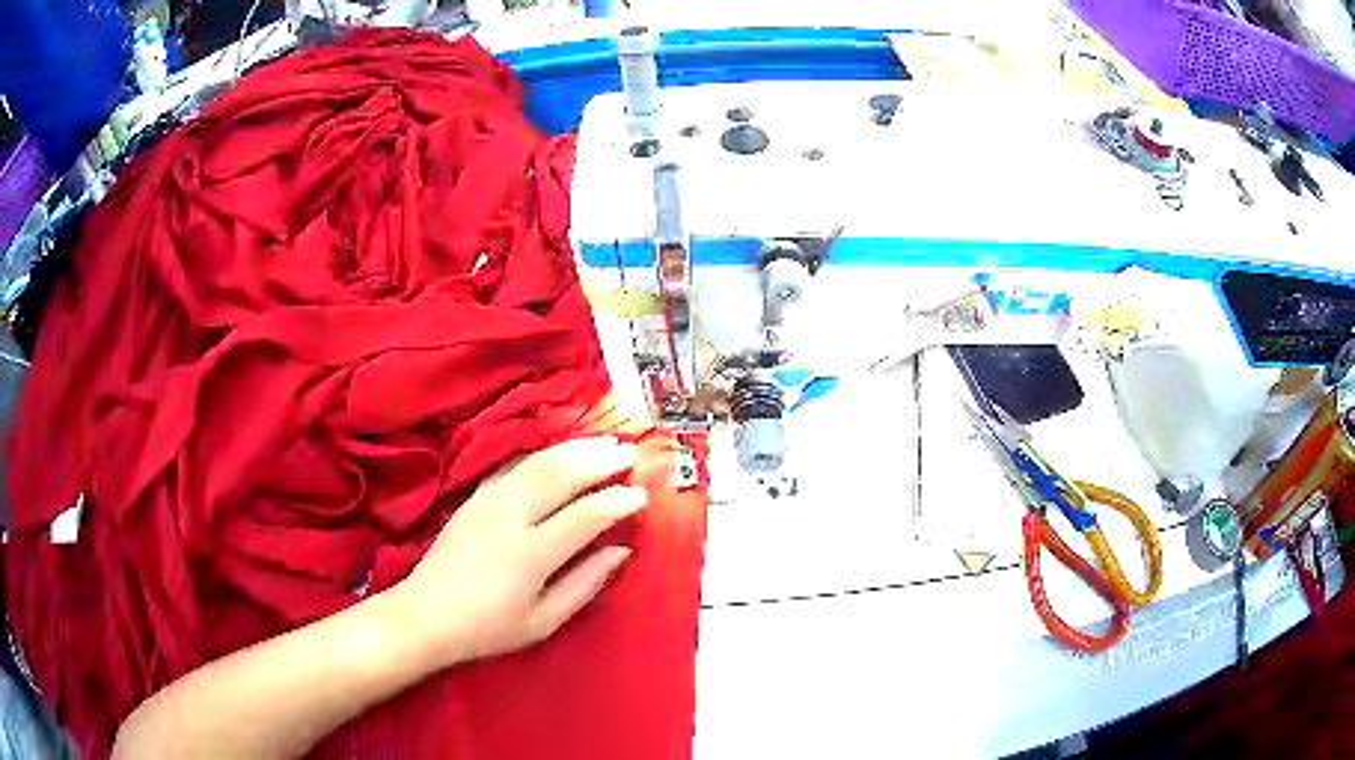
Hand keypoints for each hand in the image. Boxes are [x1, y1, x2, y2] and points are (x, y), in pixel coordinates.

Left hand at [391, 437, 645, 668]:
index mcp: (531, 554)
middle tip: (630, 454)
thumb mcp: (543, 621)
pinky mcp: (474, 496)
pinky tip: (559, 452)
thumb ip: (585, 584)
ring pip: (538, 462)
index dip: (618, 501)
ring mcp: (488, 501)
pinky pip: (514, 464)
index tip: (642, 495)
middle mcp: (510, 517)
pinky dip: (543, 454)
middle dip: (600, 459)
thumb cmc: (488, 628)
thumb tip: (620, 551)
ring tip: (603, 443)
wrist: (425, 615)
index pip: (585, 515)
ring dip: (574, 448)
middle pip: (561, 474)